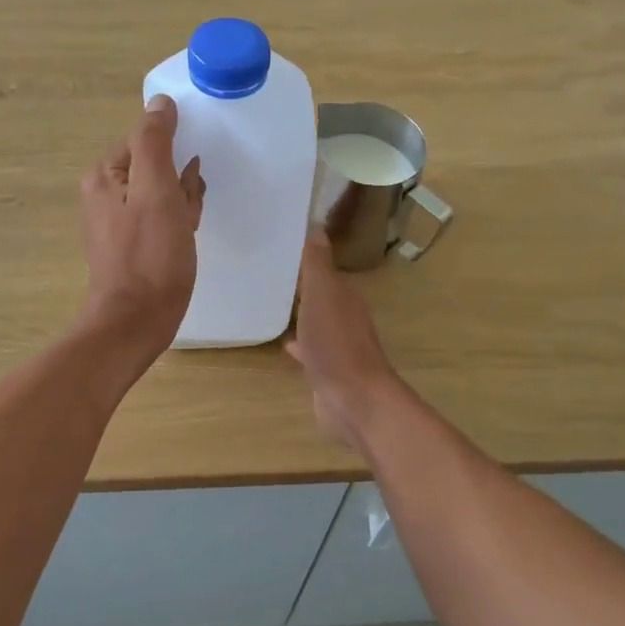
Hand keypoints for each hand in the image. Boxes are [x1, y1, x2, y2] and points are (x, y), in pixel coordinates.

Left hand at [79, 95, 204, 363]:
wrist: (135, 321)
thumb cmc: (150, 255)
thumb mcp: (156, 190)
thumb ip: (155, 142)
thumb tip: (160, 103)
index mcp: (105, 174)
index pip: (147, 140)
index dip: (175, 158)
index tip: (185, 184)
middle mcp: (104, 193)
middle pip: (156, 167)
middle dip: (180, 184)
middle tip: (185, 213)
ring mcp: (115, 220)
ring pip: (162, 194)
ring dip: (182, 205)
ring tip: (185, 230)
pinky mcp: (129, 244)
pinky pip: (159, 218)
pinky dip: (177, 224)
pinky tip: (184, 240)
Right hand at [285, 231, 402, 453]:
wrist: (353, 400)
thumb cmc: (336, 343)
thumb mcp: (323, 295)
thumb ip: (318, 263)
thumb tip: (316, 225)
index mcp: (345, 296)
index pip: (324, 270)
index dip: (306, 258)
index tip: (280, 246)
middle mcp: (346, 317)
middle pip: (322, 295)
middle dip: (303, 285)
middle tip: (270, 273)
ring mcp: (339, 346)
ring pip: (317, 322)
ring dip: (302, 314)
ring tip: (274, 304)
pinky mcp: (329, 371)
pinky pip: (312, 350)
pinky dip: (300, 344)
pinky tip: (285, 345)